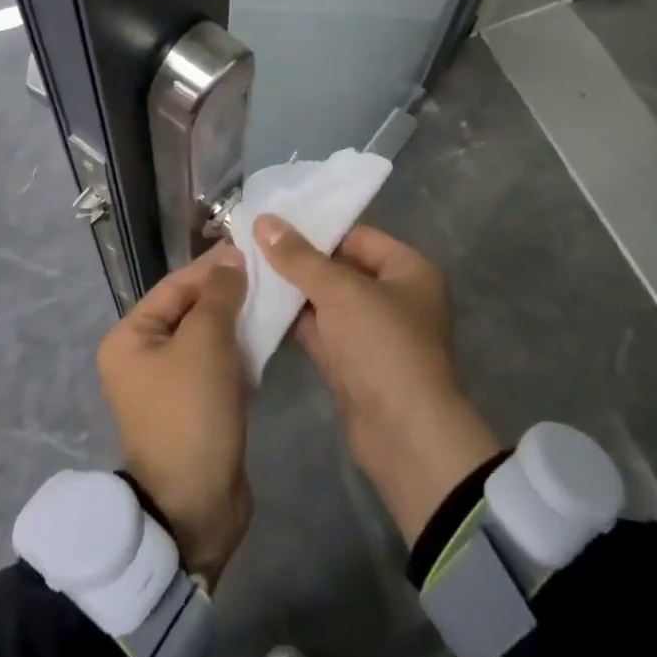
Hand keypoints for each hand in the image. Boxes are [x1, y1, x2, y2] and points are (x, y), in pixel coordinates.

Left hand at [96, 244, 250, 586]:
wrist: (195, 507)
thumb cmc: (191, 412)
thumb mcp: (206, 343)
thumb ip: (219, 295)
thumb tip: (231, 260)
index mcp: (130, 338)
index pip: (175, 286)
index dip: (213, 267)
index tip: (252, 250)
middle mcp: (142, 357)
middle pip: (190, 310)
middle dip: (227, 294)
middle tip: (269, 275)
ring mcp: (167, 384)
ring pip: (206, 337)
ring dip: (236, 322)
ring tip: (272, 302)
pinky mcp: (193, 406)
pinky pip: (216, 365)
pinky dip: (237, 351)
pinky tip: (265, 340)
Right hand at [256, 217, 499, 545]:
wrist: (405, 437)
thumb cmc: (383, 346)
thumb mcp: (340, 292)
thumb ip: (300, 257)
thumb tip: (264, 220)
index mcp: (409, 270)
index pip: (357, 236)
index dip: (317, 229)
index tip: (273, 224)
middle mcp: (395, 297)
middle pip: (341, 268)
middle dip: (300, 261)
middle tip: (252, 245)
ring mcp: (374, 334)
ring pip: (328, 302)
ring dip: (294, 292)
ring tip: (248, 271)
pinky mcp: (354, 365)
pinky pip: (321, 332)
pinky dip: (295, 322)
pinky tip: (259, 308)